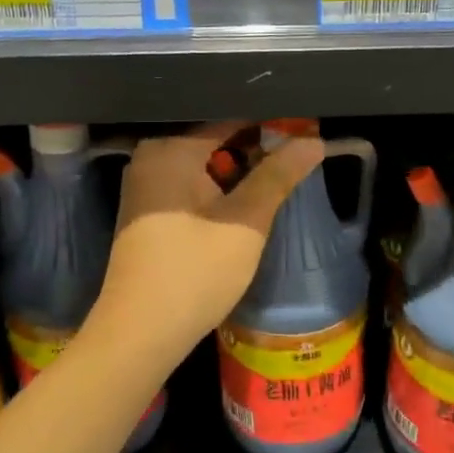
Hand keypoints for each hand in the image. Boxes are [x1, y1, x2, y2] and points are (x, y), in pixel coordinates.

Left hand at [92, 122, 325, 361]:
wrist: (139, 334)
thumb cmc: (194, 274)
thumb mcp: (245, 223)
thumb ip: (278, 176)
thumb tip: (314, 140)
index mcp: (170, 149)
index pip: (230, 118)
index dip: (271, 122)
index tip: (307, 127)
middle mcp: (151, 157)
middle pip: (215, 138)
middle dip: (257, 144)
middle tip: (301, 149)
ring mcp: (145, 185)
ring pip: (203, 162)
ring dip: (239, 168)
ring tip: (281, 170)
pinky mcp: (147, 211)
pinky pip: (189, 182)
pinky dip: (218, 186)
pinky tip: (245, 197)